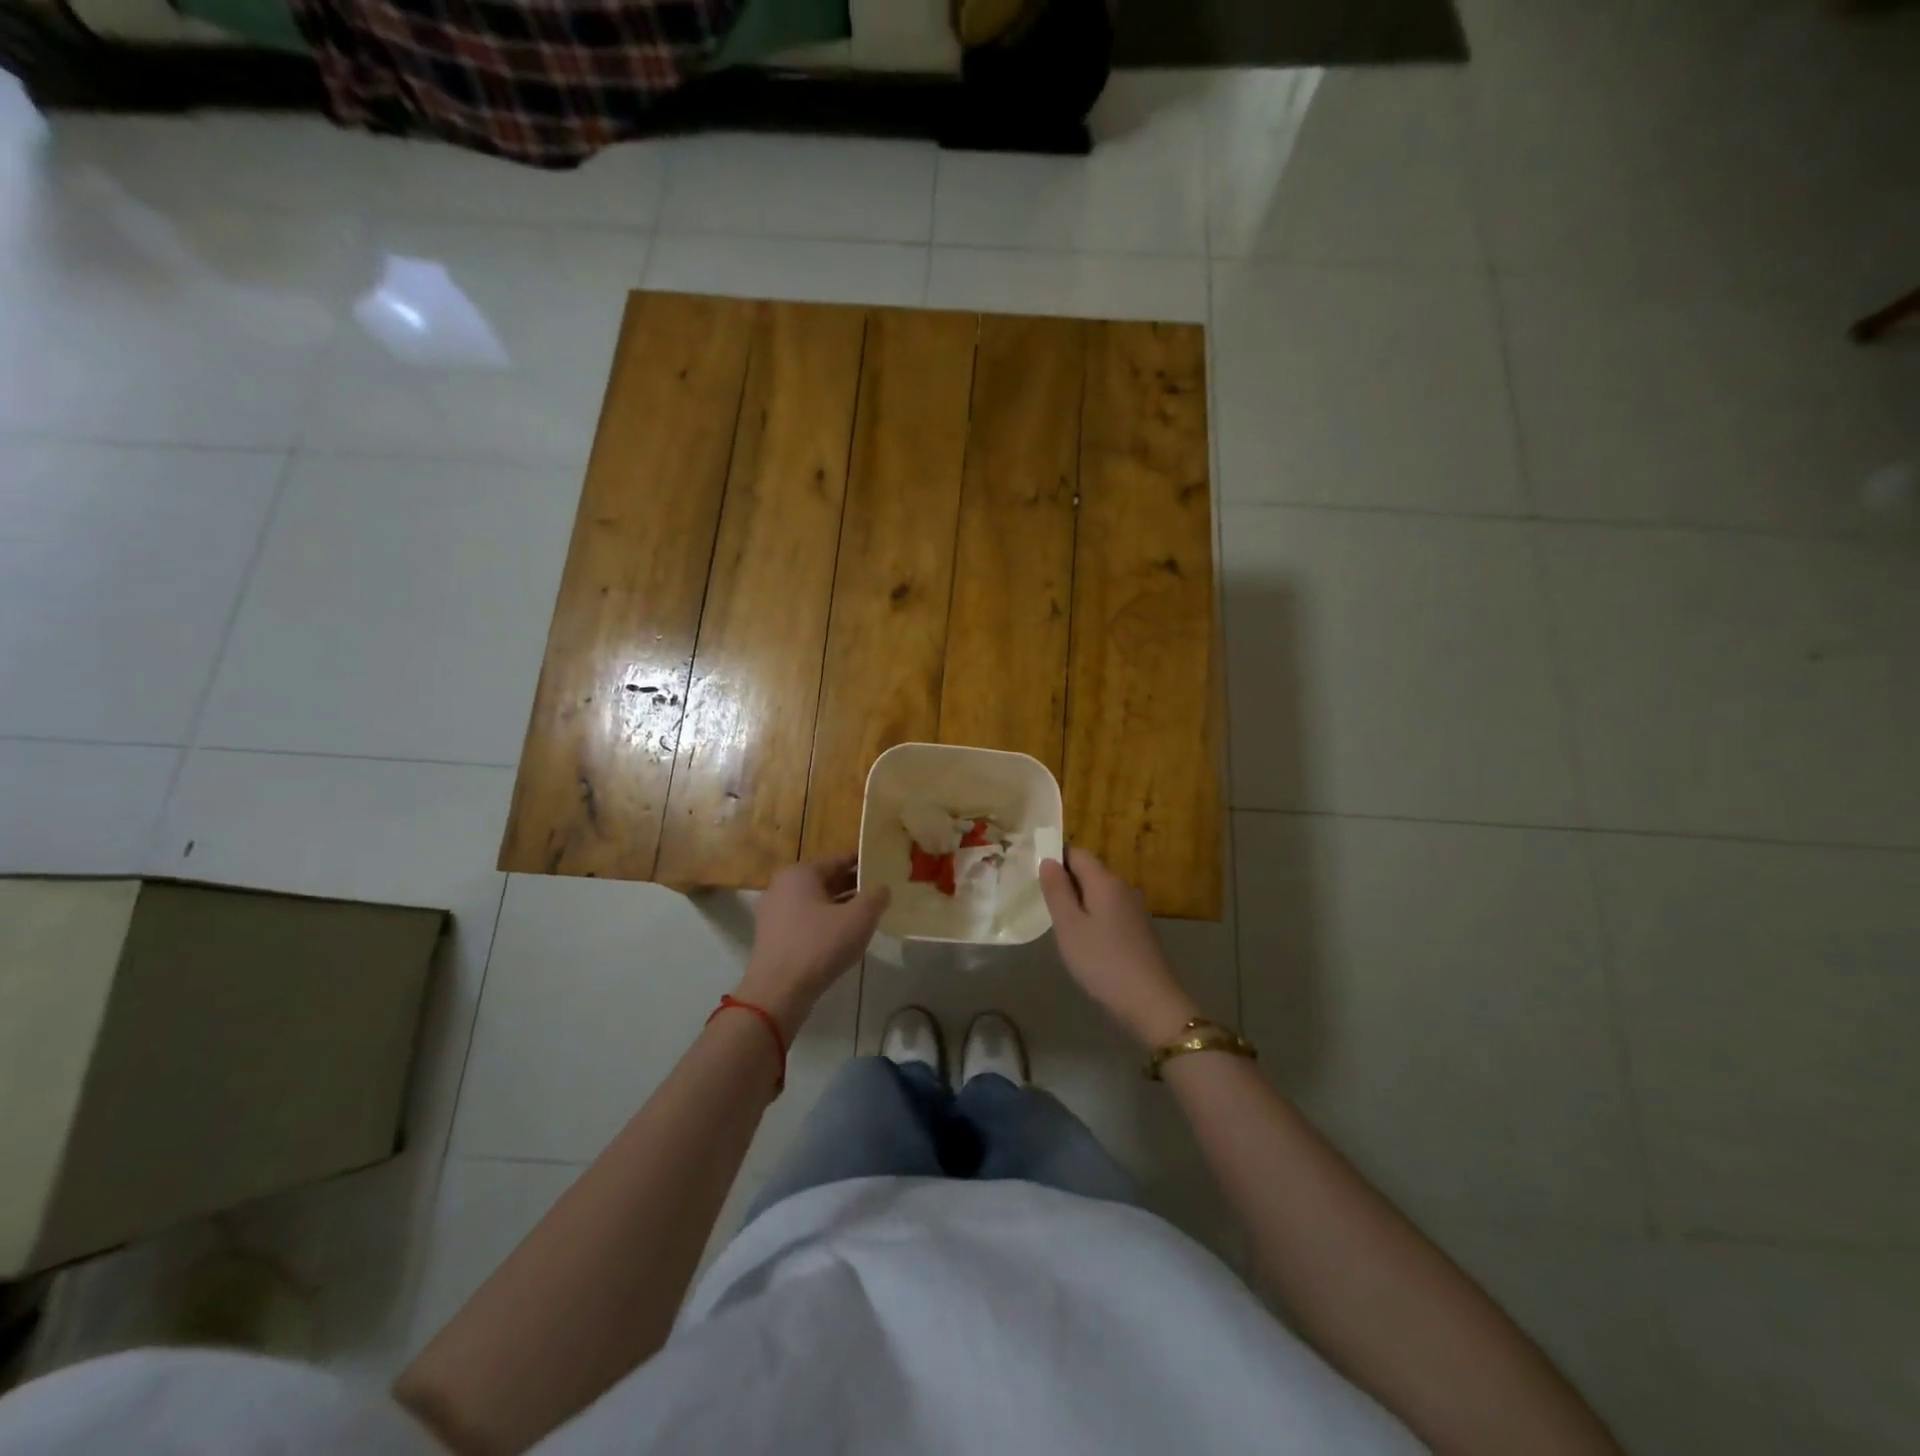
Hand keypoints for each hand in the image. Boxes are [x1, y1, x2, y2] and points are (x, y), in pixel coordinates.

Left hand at [734, 856, 888, 1037]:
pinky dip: (824, 923)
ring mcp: (773, 913)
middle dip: (851, 884)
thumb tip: (882, 888)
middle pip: (824, 880)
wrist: (778, 990)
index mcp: (800, 873)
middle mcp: (782, 886)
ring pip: (814, 902)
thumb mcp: (859, 918)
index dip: (861, 862)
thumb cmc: (819, 945)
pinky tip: (843, 936)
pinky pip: (804, 921)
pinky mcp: (772, 938)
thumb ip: (875, 897)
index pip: (837, 859)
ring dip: (839, 905)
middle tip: (878, 889)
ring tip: (865, 913)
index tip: (881, 865)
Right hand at [1040, 847, 1198, 1049]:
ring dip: (1079, 902)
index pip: (1077, 853)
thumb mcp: (1069, 926)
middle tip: (1043, 905)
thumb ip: (1057, 890)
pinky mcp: (1139, 929)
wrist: (1150, 1002)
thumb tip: (1048, 860)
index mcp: (1105, 881)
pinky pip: (1110, 911)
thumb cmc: (1102, 961)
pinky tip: (1085, 941)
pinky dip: (1093, 917)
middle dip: (1066, 882)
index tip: (1036, 879)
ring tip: (1060, 926)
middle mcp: (1123, 887)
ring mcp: (1134, 909)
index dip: (1055, 859)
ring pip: (1099, 893)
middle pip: (1089, 872)